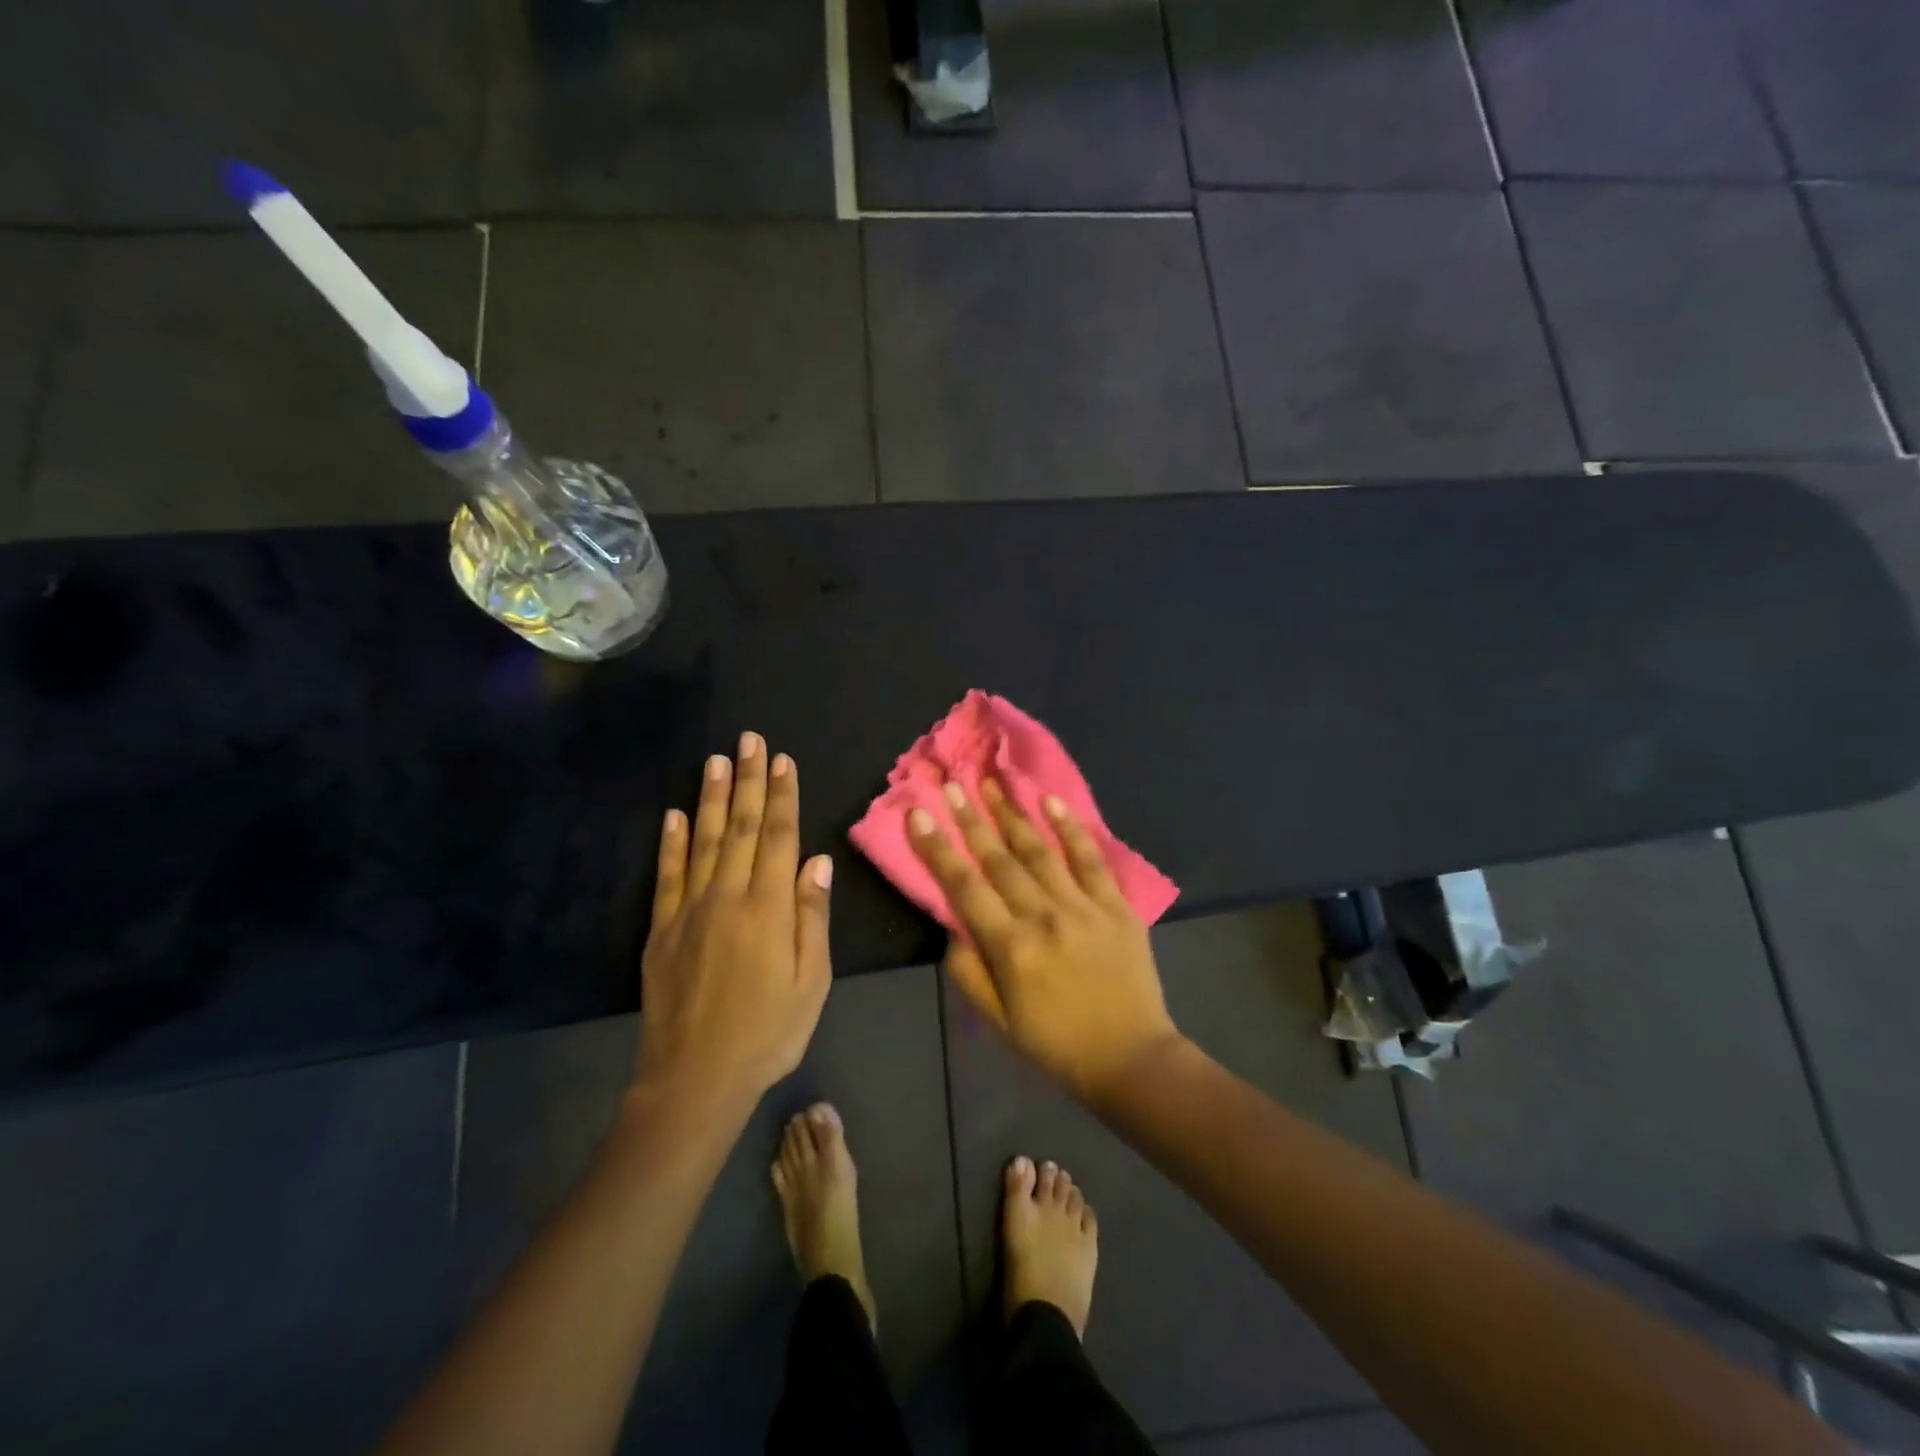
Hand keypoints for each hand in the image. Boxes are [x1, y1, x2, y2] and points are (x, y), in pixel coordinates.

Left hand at [636, 734, 833, 1116]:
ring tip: (716, 760)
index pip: (779, 837)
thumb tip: (817, 861)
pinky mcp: (661, 930)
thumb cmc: (768, 1032)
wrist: (696, 1077)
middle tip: (749, 739)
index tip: (782, 760)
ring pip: (704, 841)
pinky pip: (668, 876)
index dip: (783, 796)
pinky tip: (674, 815)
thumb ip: (812, 917)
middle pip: (742, 828)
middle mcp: (728, 897)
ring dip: (712, 798)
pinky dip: (671, 843)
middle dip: (748, 780)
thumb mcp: (811, 982)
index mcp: (769, 908)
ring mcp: (690, 910)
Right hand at [908, 779, 1182, 1104]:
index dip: (938, 849)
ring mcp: (1083, 907)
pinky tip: (1051, 801)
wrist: (1131, 1059)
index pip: (964, 888)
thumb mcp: (997, 1022)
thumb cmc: (1056, 1044)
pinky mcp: (1116, 905)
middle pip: (999, 860)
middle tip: (953, 783)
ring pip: (1040, 850)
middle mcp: (1044, 917)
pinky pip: (1091, 858)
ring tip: (993, 781)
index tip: (919, 814)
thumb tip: (952, 926)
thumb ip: (967, 972)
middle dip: (972, 818)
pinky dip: (1071, 828)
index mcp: (1011, 948)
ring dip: (1013, 813)